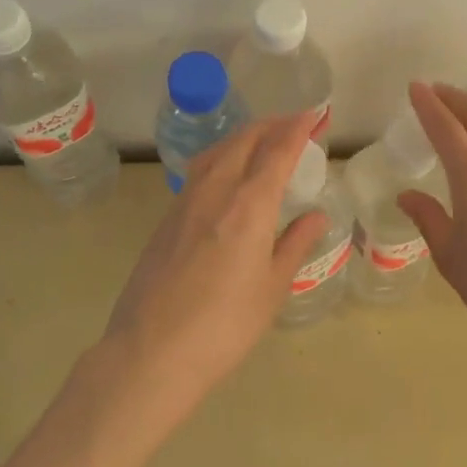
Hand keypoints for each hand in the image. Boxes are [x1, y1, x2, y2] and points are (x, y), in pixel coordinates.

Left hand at [103, 110, 326, 419]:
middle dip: (273, 124)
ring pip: (218, 149)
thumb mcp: (272, 288)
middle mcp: (216, 190)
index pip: (278, 150)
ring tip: (264, 139)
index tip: (315, 114)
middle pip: (245, 140)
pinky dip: (224, 155)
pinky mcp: (167, 218)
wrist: (150, 353)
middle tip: (296, 124)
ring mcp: (186, 201)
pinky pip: (201, 169)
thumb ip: (295, 244)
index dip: (298, 128)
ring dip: (246, 136)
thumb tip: (316, 215)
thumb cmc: (224, 326)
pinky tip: (229, 172)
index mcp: (249, 205)